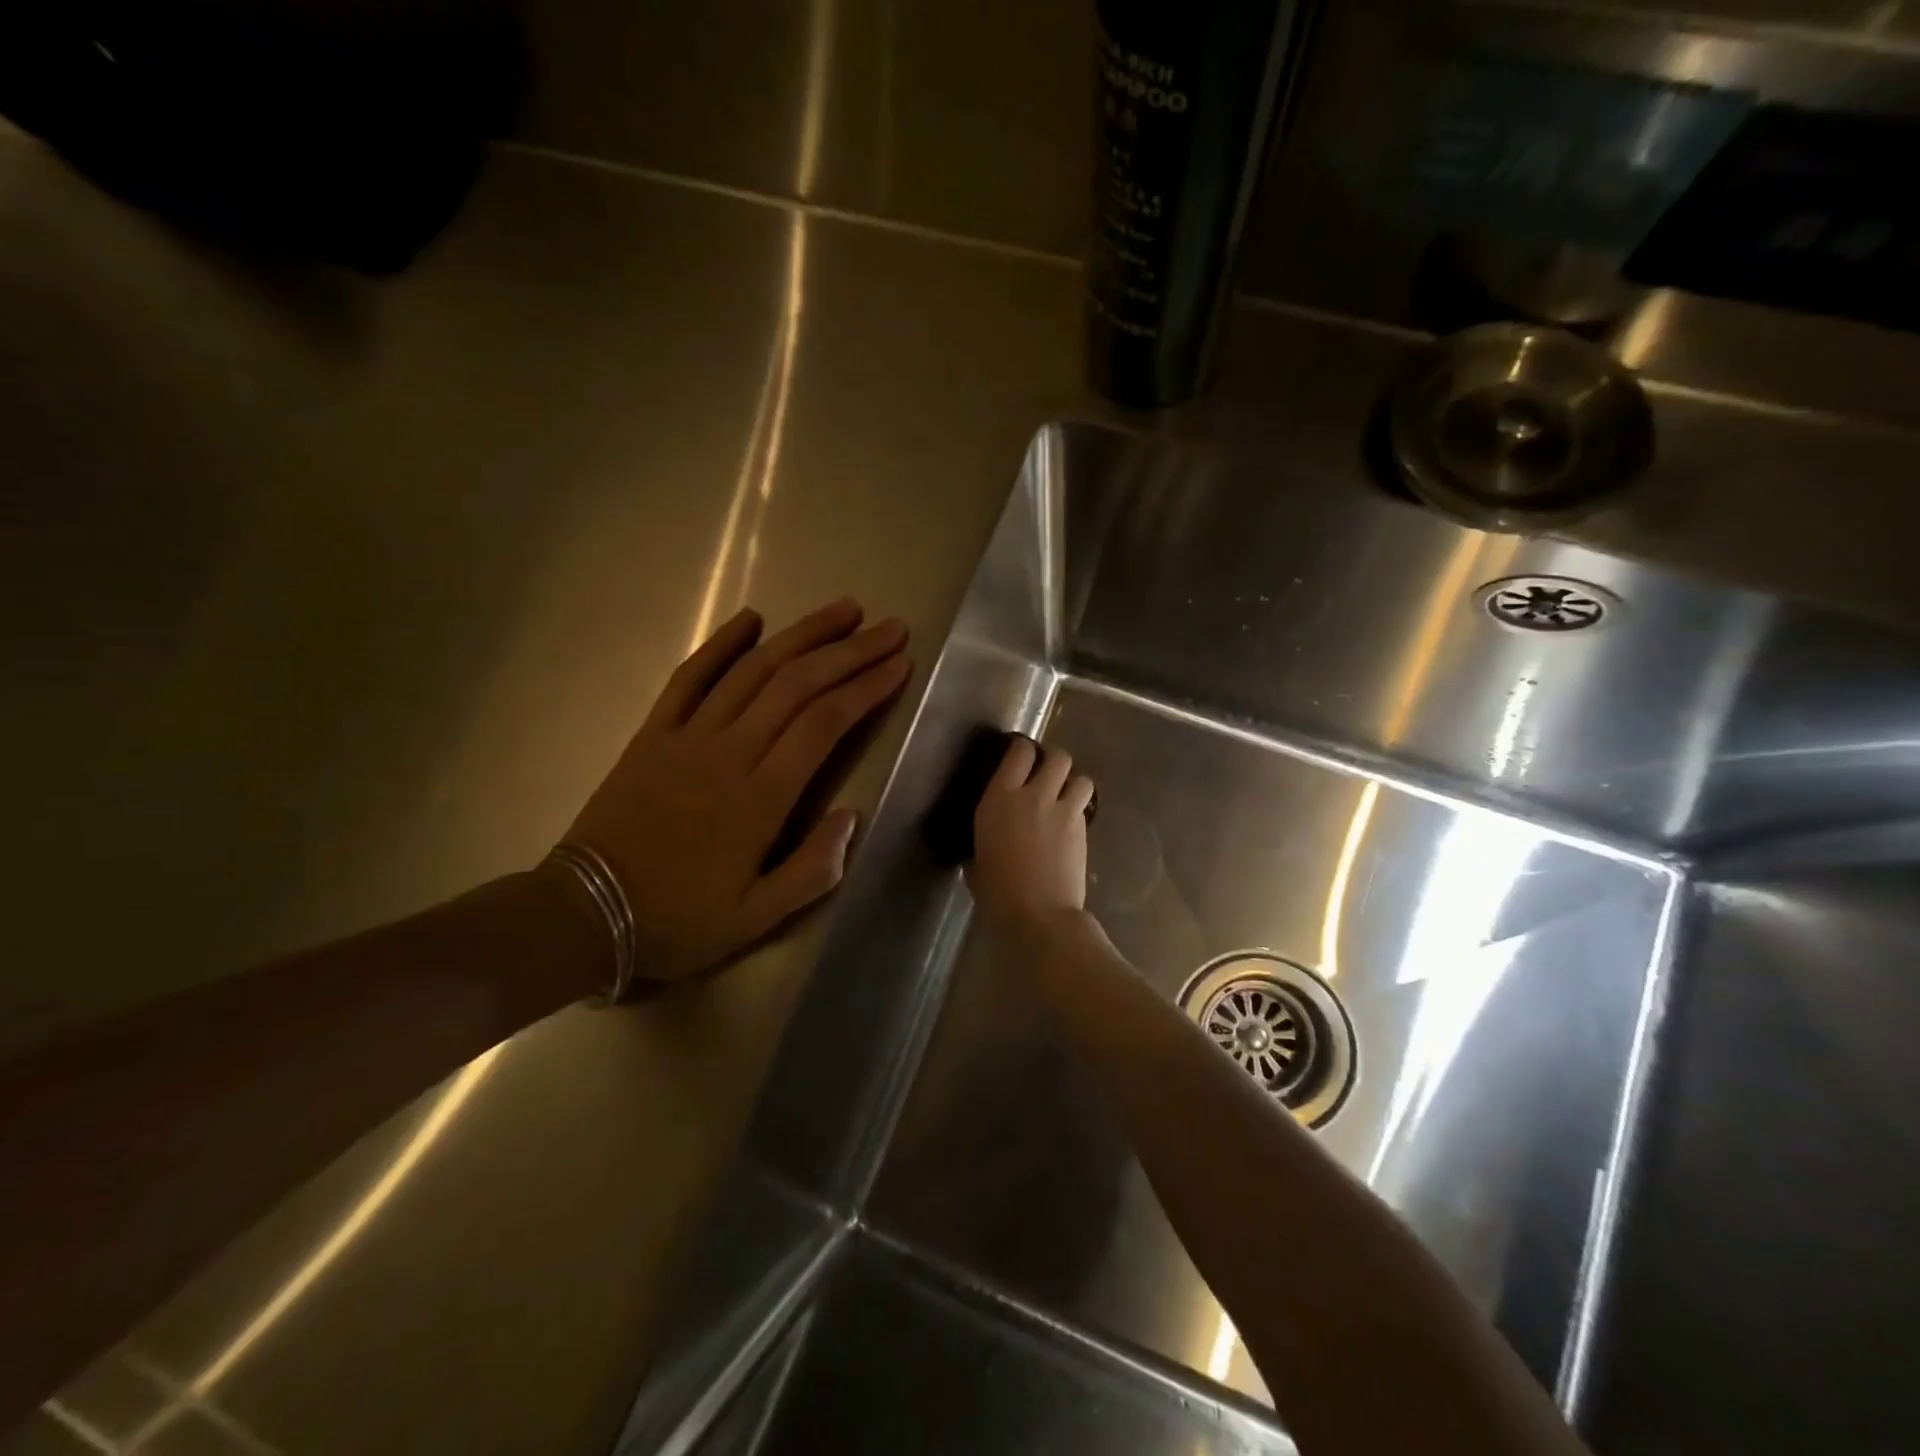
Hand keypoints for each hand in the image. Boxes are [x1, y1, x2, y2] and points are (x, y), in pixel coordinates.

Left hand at [560, 599, 910, 981]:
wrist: (582, 914)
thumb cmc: (678, 920)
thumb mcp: (756, 919)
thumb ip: (812, 870)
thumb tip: (853, 815)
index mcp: (760, 799)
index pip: (824, 725)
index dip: (865, 688)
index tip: (899, 664)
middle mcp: (730, 754)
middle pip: (798, 686)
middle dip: (850, 651)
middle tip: (889, 628)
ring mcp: (688, 736)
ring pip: (753, 671)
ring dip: (802, 635)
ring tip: (844, 610)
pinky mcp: (653, 733)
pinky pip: (690, 677)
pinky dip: (721, 642)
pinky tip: (751, 617)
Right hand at [969, 737, 1096, 935]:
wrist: (1038, 914)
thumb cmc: (996, 891)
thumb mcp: (978, 858)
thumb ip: (986, 838)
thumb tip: (991, 840)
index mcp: (1000, 798)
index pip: (1019, 753)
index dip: (1023, 749)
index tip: (1021, 756)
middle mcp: (1034, 796)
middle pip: (1057, 756)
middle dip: (1054, 761)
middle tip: (1047, 773)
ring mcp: (1063, 811)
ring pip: (1080, 778)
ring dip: (1073, 783)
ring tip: (1065, 796)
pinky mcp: (1083, 830)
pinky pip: (1084, 806)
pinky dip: (1079, 809)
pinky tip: (1069, 824)